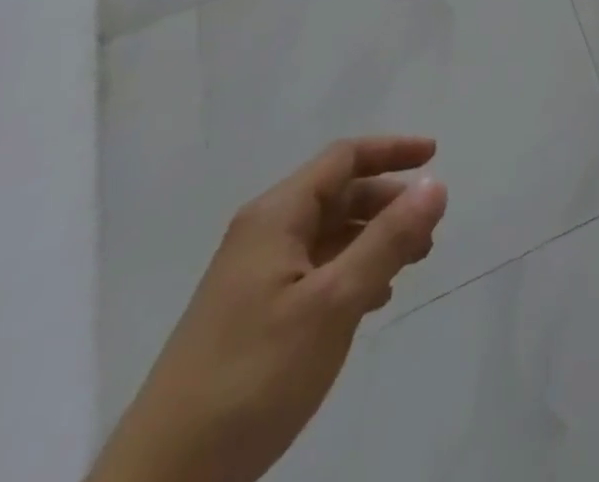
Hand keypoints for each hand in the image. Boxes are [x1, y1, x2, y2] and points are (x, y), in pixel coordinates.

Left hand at [89, 137, 448, 481]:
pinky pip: (315, 271)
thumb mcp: (334, 302)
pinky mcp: (251, 316)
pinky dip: (351, 271)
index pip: (344, 158)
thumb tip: (436, 183)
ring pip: (329, 235)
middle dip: (388, 202)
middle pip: (338, 194)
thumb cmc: (253, 376)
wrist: (161, 481)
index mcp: (277, 216)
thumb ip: (388, 239)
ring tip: (412, 263)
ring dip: (374, 239)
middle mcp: (263, 234)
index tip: (436, 155)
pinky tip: (373, 300)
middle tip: (430, 226)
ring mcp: (254, 277)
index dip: (392, 150)